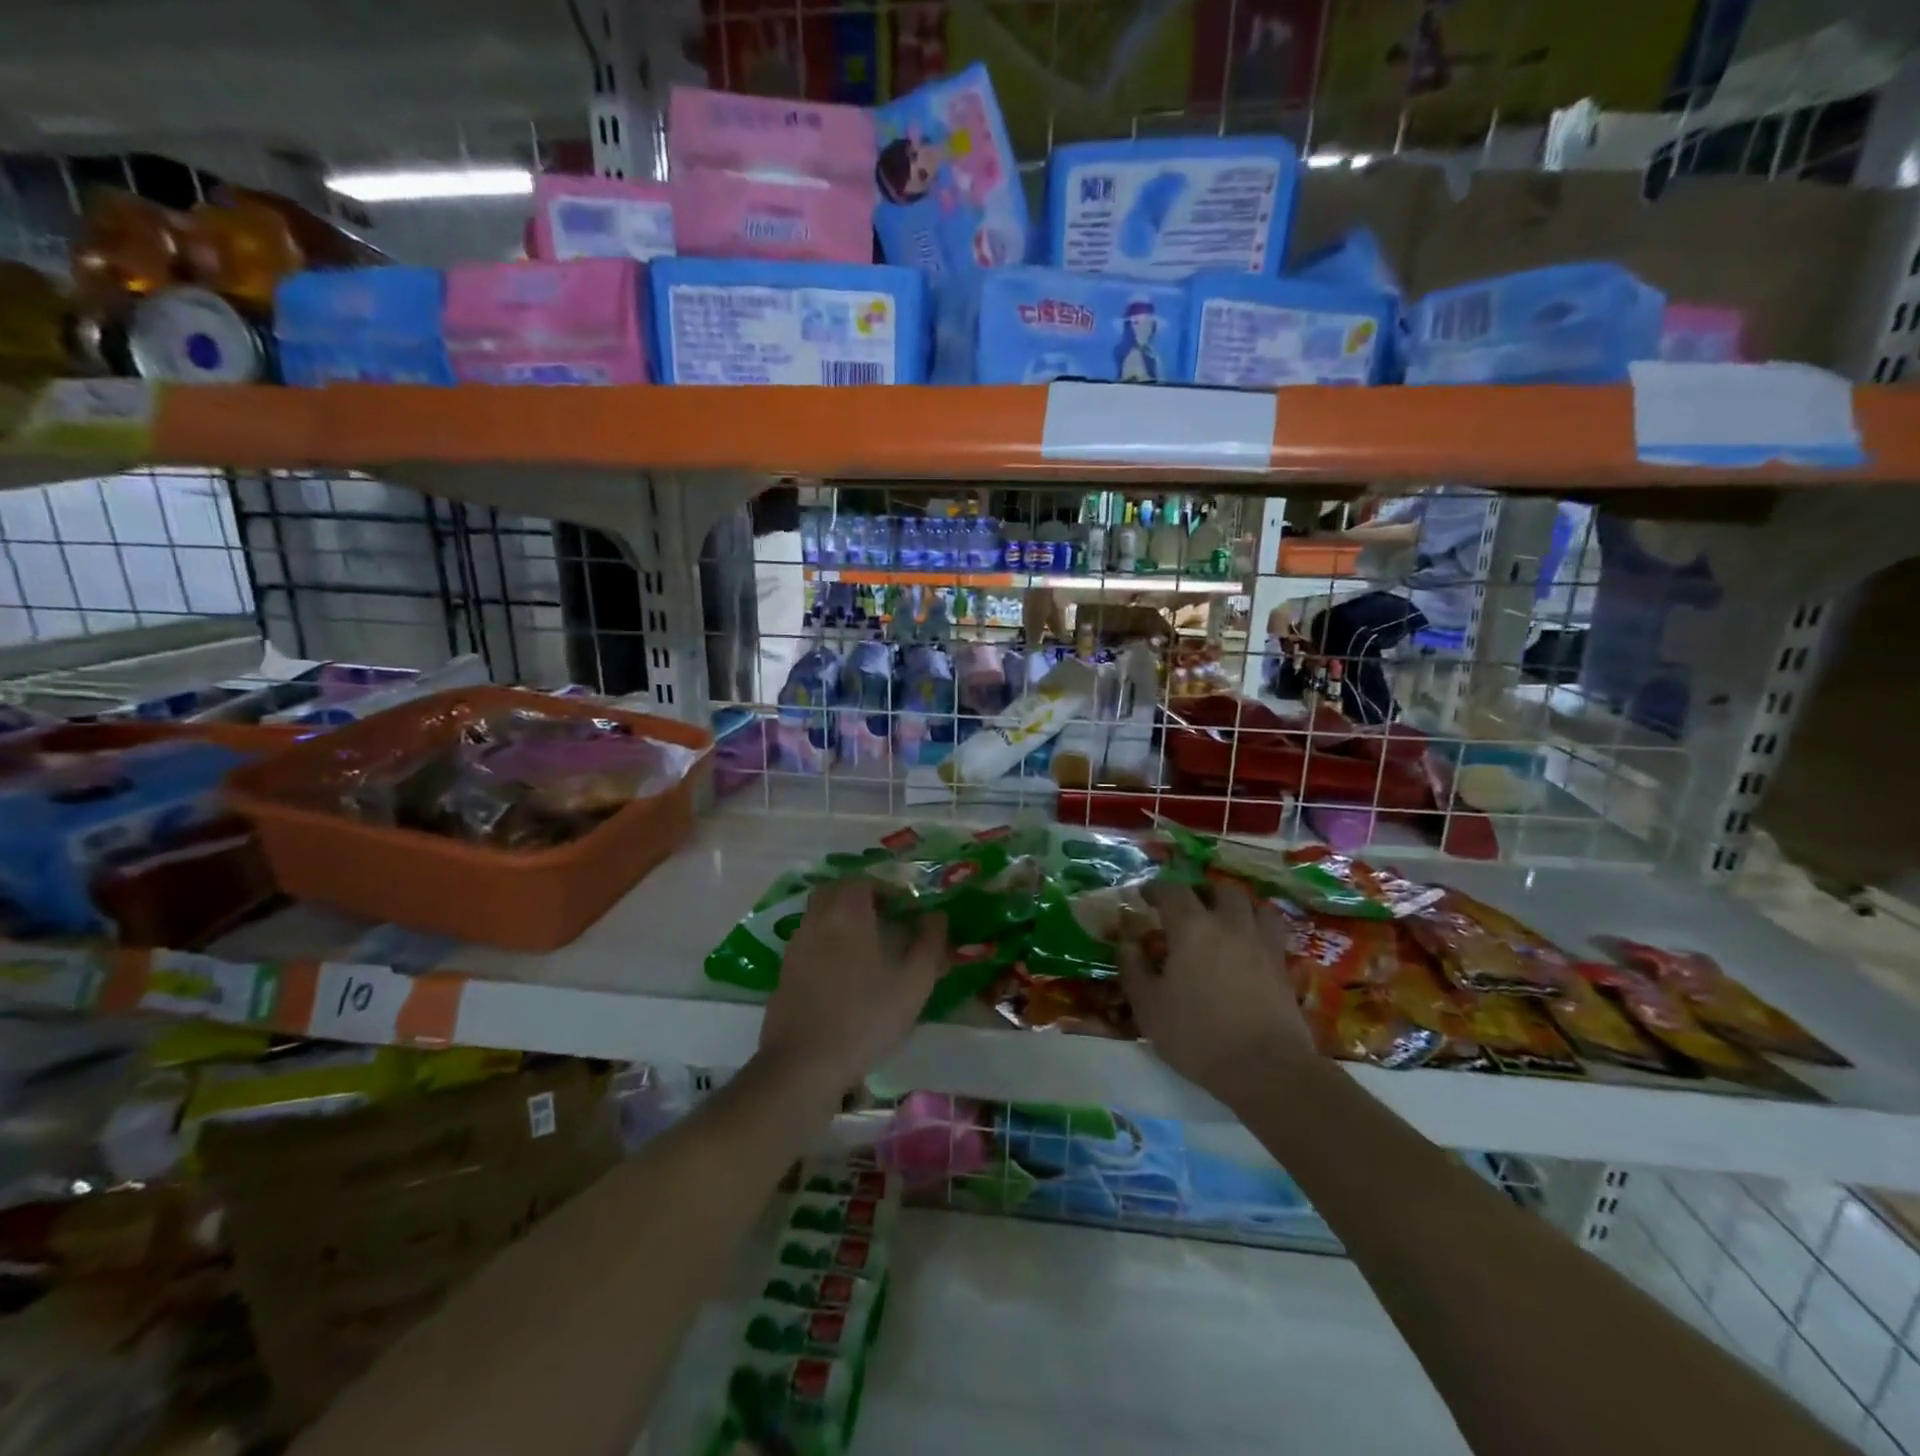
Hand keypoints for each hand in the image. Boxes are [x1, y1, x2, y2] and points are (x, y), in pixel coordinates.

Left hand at [757, 878, 945, 1100]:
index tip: (903, 907)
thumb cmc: (865, 1018)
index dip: (884, 888)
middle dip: (858, 898)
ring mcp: (795, 948)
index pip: (861, 881)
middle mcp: (816, 922)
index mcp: (847, 915)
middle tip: (883, 919)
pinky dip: (825, 946)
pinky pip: (807, 944)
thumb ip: (929, 944)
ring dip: (840, 921)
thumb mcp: (913, 983)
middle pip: (834, 892)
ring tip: (866, 949)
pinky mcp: (784, 975)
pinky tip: (842, 976)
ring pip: (818, 917)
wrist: (804, 1065)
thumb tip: (936, 916)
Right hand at [1118, 879, 1314, 1107]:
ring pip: (1254, 905)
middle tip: (1188, 908)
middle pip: (1220, 889)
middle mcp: (1229, 925)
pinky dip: (1258, 929)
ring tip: (1224, 920)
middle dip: (1202, 892)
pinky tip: (1248, 947)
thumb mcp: (1148, 1007)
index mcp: (1192, 928)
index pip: (1173, 891)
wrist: (1265, 1068)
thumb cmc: (1198, 1035)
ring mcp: (1262, 943)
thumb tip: (1127, 942)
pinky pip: (1272, 932)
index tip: (1145, 895)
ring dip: (1236, 906)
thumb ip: (1133, 968)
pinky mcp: (1283, 966)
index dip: (1156, 889)